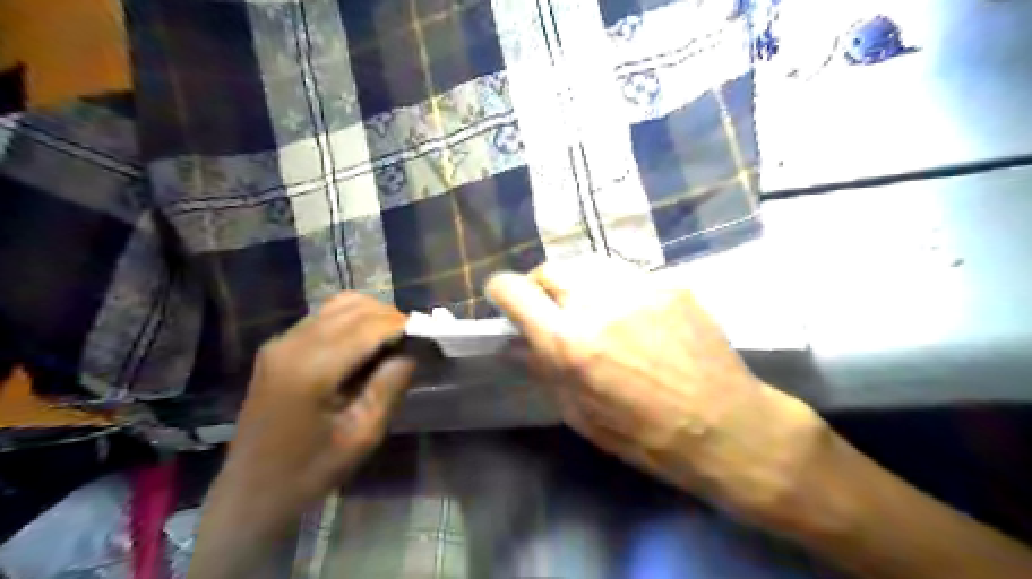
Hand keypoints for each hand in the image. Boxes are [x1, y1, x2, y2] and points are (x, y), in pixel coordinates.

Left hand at [216, 294, 412, 511]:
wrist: (250, 491)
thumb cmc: (311, 470)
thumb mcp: (363, 435)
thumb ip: (389, 386)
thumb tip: (412, 350)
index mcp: (313, 368)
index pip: (369, 326)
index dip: (403, 325)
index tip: (427, 335)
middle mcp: (294, 344)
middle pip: (355, 308)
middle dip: (390, 317)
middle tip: (413, 341)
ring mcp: (281, 342)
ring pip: (339, 305)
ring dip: (372, 316)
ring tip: (392, 341)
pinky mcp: (277, 347)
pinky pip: (324, 318)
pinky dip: (352, 321)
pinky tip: (363, 346)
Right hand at [486, 258, 828, 520]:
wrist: (725, 424)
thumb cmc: (645, 435)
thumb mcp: (580, 415)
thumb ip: (544, 369)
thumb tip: (519, 341)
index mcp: (570, 343)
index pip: (515, 291)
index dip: (500, 291)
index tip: (503, 299)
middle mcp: (599, 304)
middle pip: (550, 268)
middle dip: (541, 286)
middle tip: (550, 308)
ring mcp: (638, 286)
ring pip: (587, 264)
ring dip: (577, 284)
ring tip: (590, 308)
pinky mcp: (669, 283)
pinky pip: (626, 275)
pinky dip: (615, 290)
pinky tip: (632, 315)